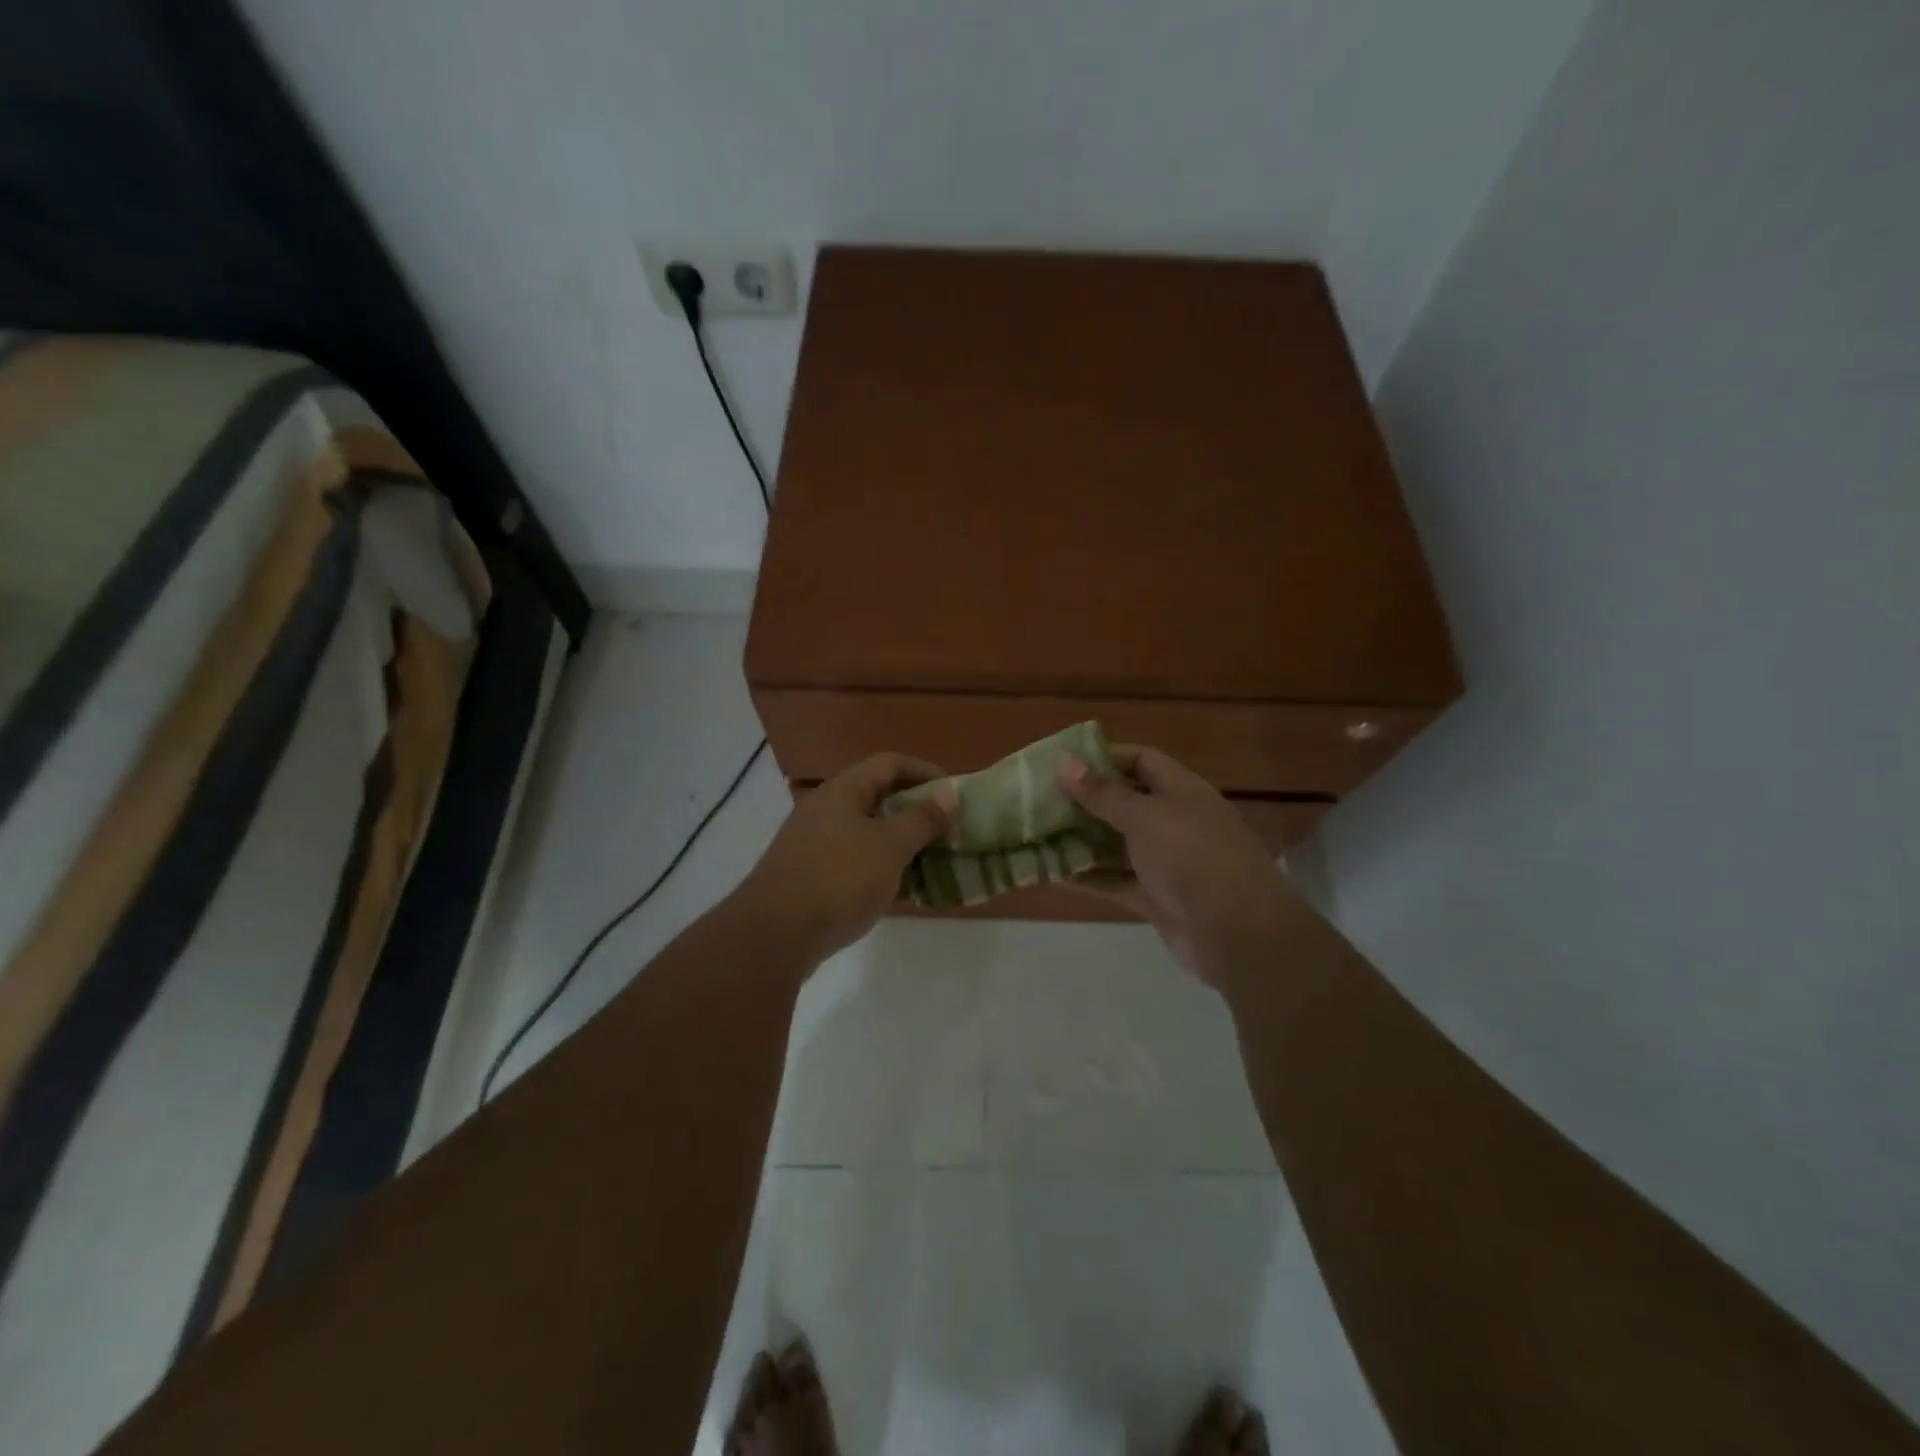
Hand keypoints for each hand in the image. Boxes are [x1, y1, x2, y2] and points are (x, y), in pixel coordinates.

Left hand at [738, 753, 957, 961]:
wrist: (775, 935)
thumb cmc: (839, 879)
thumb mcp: (889, 847)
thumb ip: (922, 819)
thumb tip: (950, 794)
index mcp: (843, 791)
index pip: (890, 764)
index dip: (926, 772)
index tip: (955, 795)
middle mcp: (827, 810)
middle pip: (880, 797)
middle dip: (918, 811)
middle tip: (950, 830)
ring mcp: (817, 844)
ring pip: (870, 832)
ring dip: (904, 843)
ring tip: (936, 860)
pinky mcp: (814, 876)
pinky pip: (858, 861)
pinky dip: (884, 868)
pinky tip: (907, 889)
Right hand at [1060, 745, 1294, 980]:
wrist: (1238, 932)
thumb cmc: (1191, 856)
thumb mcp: (1144, 816)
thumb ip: (1102, 793)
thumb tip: (1064, 761)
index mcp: (1182, 791)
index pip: (1143, 760)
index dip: (1106, 757)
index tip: (1064, 761)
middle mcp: (1176, 822)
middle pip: (1126, 803)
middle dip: (1086, 802)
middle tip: (1041, 800)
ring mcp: (1168, 863)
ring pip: (1118, 844)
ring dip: (1083, 841)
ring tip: (1039, 835)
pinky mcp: (1158, 899)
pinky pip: (1117, 881)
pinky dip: (1090, 877)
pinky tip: (1053, 874)